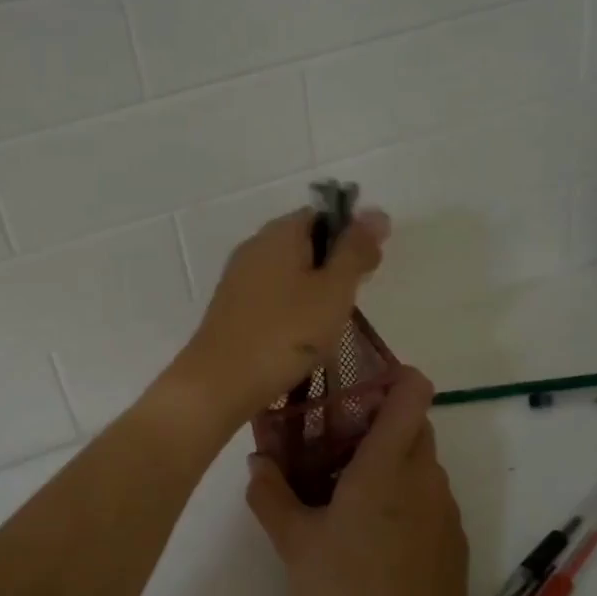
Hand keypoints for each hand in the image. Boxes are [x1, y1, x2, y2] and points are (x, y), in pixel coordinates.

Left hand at [169, 207, 388, 423]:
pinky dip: (292, 309)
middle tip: (350, 302)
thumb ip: (355, 251)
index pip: (323, 214)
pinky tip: (300, 337)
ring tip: (328, 325)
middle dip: (334, 267)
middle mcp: (255, 245)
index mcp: (280, 232)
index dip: (352, 236)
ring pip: (289, 272)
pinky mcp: (231, 307)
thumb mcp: (333, 290)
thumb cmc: (285, 334)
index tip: (368, 270)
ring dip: (314, 291)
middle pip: (305, 242)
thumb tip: (377, 212)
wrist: (219, 382)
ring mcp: (239, 277)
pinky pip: (272, 295)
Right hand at [245, 368, 469, 595]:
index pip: (413, 391)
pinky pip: (430, 495)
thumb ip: (269, 493)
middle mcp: (425, 474)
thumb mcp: (294, 541)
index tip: (361, 387)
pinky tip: (377, 535)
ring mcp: (445, 506)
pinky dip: (407, 496)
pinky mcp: (455, 536)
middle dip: (382, 423)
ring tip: (351, 492)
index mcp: (387, 463)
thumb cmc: (348, 587)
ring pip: (422, 461)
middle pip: (415, 423)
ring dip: (393, 462)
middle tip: (339, 442)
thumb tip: (258, 461)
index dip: (395, 376)